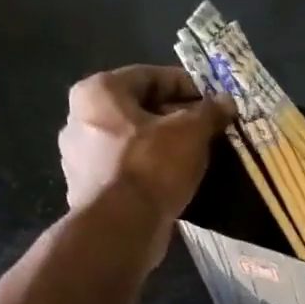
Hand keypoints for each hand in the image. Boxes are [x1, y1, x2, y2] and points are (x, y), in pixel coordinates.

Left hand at [58, 66, 235, 223]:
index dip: (187, 85)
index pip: (150, 76)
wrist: (121, 227)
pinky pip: (125, 169)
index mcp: (98, 92)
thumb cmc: (152, 165)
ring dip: (161, 145)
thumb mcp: (191, 133)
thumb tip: (226, 101)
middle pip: (137, 109)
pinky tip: (172, 180)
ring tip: (194, 156)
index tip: (213, 100)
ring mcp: (78, 157)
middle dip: (174, 117)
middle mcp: (78, 118)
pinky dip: (148, 169)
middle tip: (207, 128)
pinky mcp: (87, 189)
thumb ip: (209, 112)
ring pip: (131, 141)